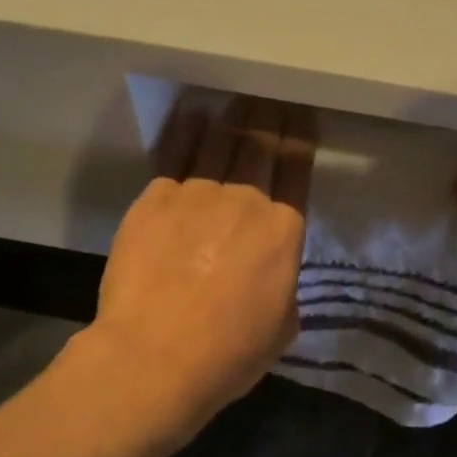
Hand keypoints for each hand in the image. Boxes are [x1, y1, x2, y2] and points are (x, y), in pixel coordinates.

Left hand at [87, 98, 315, 438]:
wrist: (154, 357)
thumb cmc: (228, 353)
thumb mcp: (282, 326)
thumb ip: (283, 284)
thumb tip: (271, 272)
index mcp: (283, 230)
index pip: (296, 170)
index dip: (301, 138)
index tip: (302, 116)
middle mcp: (245, 200)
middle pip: (260, 146)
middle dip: (269, 118)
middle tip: (271, 99)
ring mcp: (197, 194)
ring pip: (219, 142)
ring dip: (233, 117)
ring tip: (238, 100)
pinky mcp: (155, 198)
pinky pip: (175, 154)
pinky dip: (188, 130)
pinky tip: (193, 113)